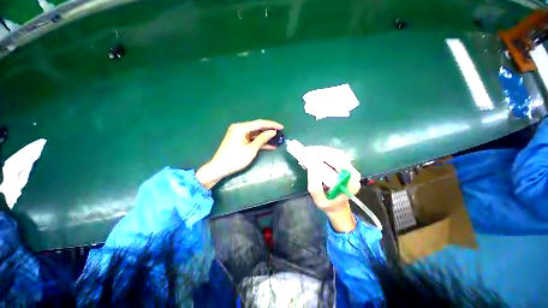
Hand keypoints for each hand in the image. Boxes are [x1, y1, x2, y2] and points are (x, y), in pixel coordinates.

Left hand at [196, 119, 283, 188]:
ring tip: (277, 139)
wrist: (219, 168)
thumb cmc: (235, 159)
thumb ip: (262, 139)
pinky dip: (259, 142)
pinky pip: (251, 139)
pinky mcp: (239, 140)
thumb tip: (273, 132)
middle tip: (280, 133)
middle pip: (257, 127)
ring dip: (265, 137)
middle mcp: (239, 128)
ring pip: (255, 134)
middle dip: (269, 130)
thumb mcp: (251, 149)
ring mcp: (239, 134)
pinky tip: (269, 145)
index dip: (272, 125)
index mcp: (241, 128)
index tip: (282, 127)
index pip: (259, 123)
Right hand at [306, 147, 360, 231]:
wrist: (336, 205)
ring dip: (319, 151)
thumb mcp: (319, 200)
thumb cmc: (328, 204)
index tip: (312, 156)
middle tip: (306, 152)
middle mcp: (352, 172)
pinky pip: (332, 155)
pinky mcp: (342, 165)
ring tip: (307, 153)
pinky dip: (321, 154)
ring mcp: (348, 167)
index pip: (340, 163)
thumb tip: (312, 167)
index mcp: (351, 182)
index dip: (326, 156)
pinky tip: (312, 155)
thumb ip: (316, 187)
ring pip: (334, 153)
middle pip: (337, 155)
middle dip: (320, 152)